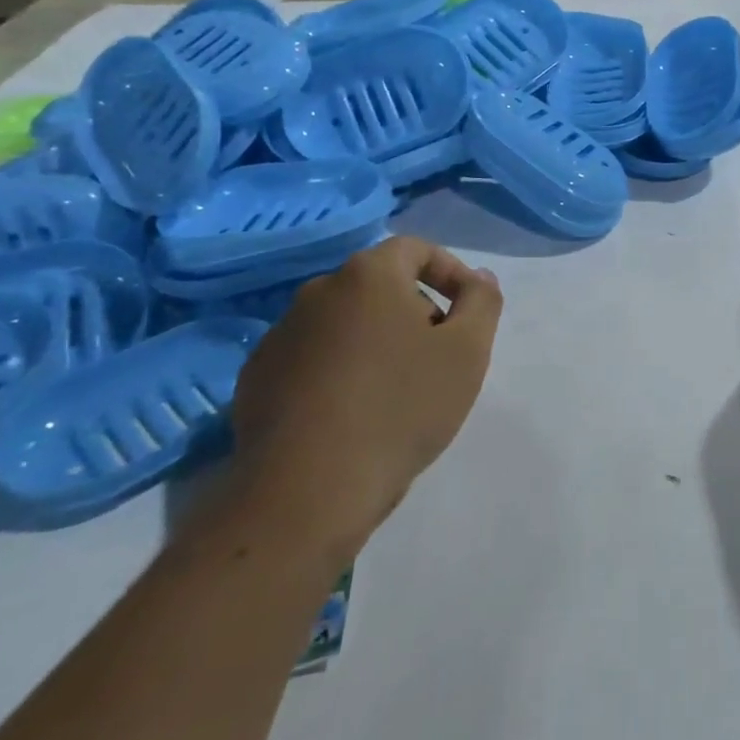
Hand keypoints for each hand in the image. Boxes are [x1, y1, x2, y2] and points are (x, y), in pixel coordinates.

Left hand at [215, 235, 503, 569]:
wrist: (308, 490)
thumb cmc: (401, 407)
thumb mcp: (468, 351)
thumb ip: (482, 301)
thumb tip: (479, 278)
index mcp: (368, 275)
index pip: (415, 249)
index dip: (450, 272)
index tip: (468, 311)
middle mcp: (318, 292)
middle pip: (380, 286)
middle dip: (415, 311)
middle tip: (439, 356)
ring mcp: (280, 335)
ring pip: (345, 323)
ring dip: (376, 342)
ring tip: (397, 390)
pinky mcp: (257, 378)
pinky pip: (312, 358)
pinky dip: (339, 370)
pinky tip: (352, 414)